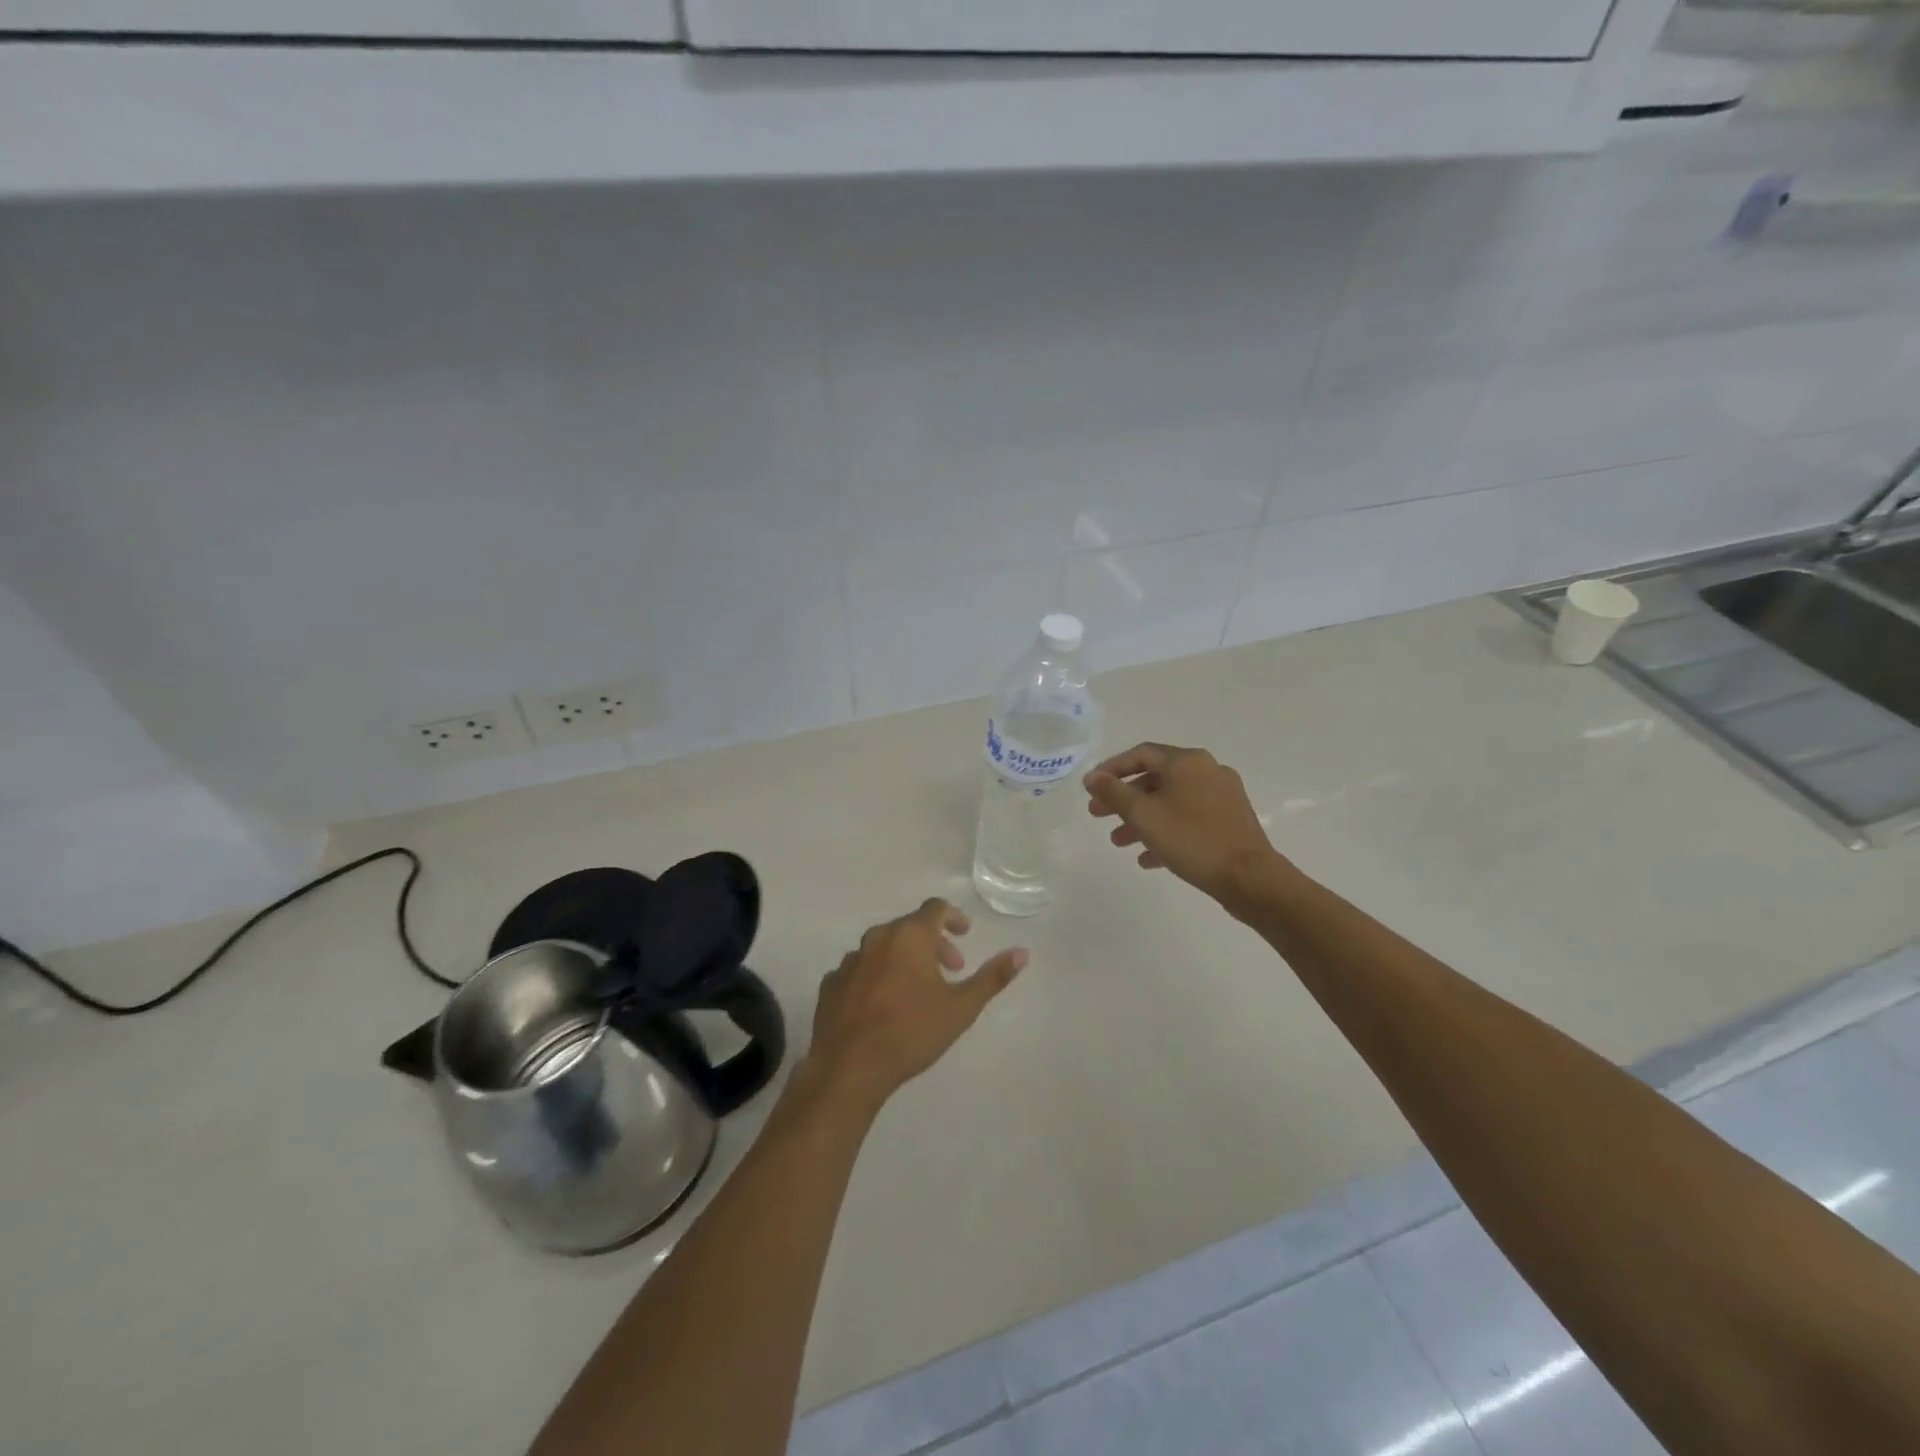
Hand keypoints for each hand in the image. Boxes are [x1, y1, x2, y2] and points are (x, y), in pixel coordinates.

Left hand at [803, 899, 1026, 1112]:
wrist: (848, 1067)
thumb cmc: (911, 1032)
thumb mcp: (961, 1007)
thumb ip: (992, 977)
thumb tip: (1022, 952)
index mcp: (909, 936)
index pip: (935, 909)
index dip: (954, 917)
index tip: (965, 935)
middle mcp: (877, 938)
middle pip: (910, 927)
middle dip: (934, 943)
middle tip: (951, 969)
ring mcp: (850, 960)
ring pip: (883, 947)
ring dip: (904, 959)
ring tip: (917, 989)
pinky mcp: (831, 984)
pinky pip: (860, 970)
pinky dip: (876, 976)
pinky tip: (882, 1004)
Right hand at [1085, 742, 1283, 904]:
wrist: (1249, 878)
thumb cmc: (1191, 839)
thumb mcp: (1143, 815)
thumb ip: (1113, 792)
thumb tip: (1092, 777)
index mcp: (1187, 761)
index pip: (1141, 754)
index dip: (1112, 769)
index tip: (1091, 787)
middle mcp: (1207, 771)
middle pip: (1155, 779)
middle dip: (1124, 798)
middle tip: (1098, 815)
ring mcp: (1222, 797)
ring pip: (1171, 802)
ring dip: (1142, 819)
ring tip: (1118, 842)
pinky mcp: (1230, 822)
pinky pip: (1189, 820)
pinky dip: (1166, 833)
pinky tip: (1148, 859)